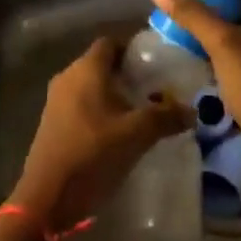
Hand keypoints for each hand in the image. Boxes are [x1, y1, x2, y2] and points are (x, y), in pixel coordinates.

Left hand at [11, 37, 191, 230]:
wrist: (47, 198)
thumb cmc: (93, 154)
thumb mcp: (137, 134)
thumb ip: (166, 117)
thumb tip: (193, 111)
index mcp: (86, 69)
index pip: (111, 42)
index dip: (133, 48)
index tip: (156, 62)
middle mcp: (68, 78)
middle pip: (101, 64)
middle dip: (128, 74)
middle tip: (156, 88)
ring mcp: (56, 102)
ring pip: (91, 87)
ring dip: (115, 95)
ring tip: (143, 111)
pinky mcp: (52, 124)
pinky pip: (82, 106)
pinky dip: (101, 111)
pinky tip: (120, 132)